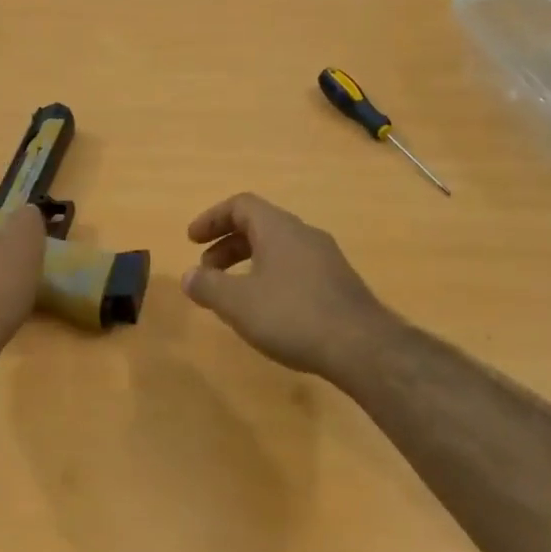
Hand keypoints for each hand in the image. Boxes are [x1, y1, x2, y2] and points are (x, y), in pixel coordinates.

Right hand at [181, 193, 402, 380]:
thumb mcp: (238, 303)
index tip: (191, 240)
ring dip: (248, 263)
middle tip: (206, 271)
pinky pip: (295, 267)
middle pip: (259, 225)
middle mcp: (304, 234)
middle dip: (227, 245)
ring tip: (233, 294)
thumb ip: (208, 286)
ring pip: (278, 248)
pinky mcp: (338, 283)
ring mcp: (325, 258)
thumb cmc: (292, 315)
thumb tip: (188, 276)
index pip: (241, 205)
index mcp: (278, 228)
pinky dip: (270, 277)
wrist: (362, 346)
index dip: (212, 218)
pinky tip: (267, 310)